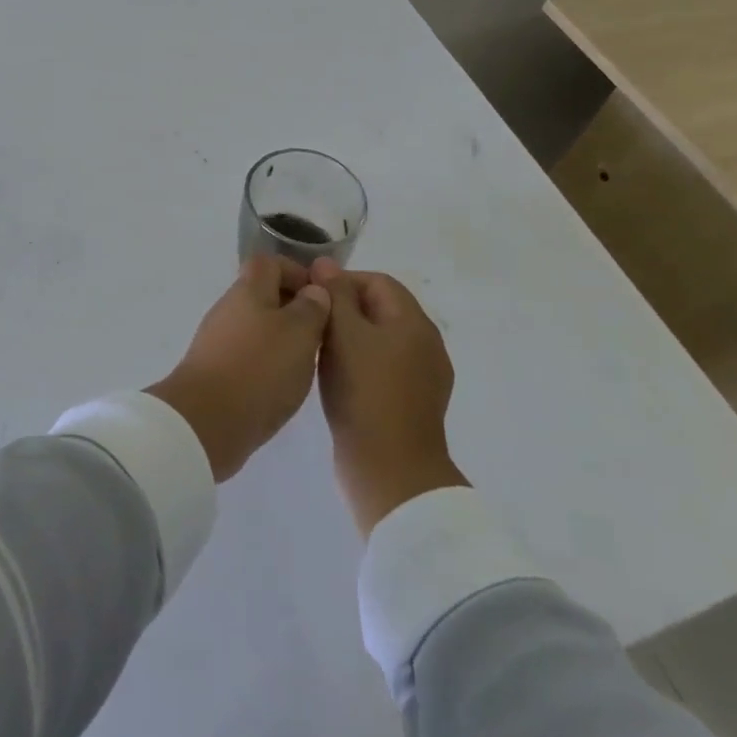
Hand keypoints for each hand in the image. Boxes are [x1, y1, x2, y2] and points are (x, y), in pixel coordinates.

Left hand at [147, 256, 330, 481]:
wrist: (205, 422)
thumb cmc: (259, 369)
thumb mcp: (299, 334)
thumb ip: (311, 308)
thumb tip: (314, 290)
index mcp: (248, 290)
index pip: (269, 263)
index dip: (296, 271)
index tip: (322, 296)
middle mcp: (229, 309)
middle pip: (262, 295)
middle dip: (293, 309)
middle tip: (322, 333)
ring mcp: (217, 341)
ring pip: (256, 327)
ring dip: (282, 338)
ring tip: (308, 362)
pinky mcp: (214, 371)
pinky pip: (247, 355)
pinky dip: (267, 363)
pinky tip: (283, 385)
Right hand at [313, 261, 466, 536]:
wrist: (391, 472)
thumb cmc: (365, 394)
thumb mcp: (343, 335)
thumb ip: (334, 295)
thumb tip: (326, 264)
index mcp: (415, 323)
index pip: (378, 281)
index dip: (342, 281)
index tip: (310, 297)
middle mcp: (426, 344)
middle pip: (381, 310)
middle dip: (344, 310)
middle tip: (310, 323)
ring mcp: (423, 377)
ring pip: (380, 340)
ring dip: (349, 338)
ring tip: (316, 349)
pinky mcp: (412, 404)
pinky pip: (383, 368)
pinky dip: (359, 364)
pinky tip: (335, 378)